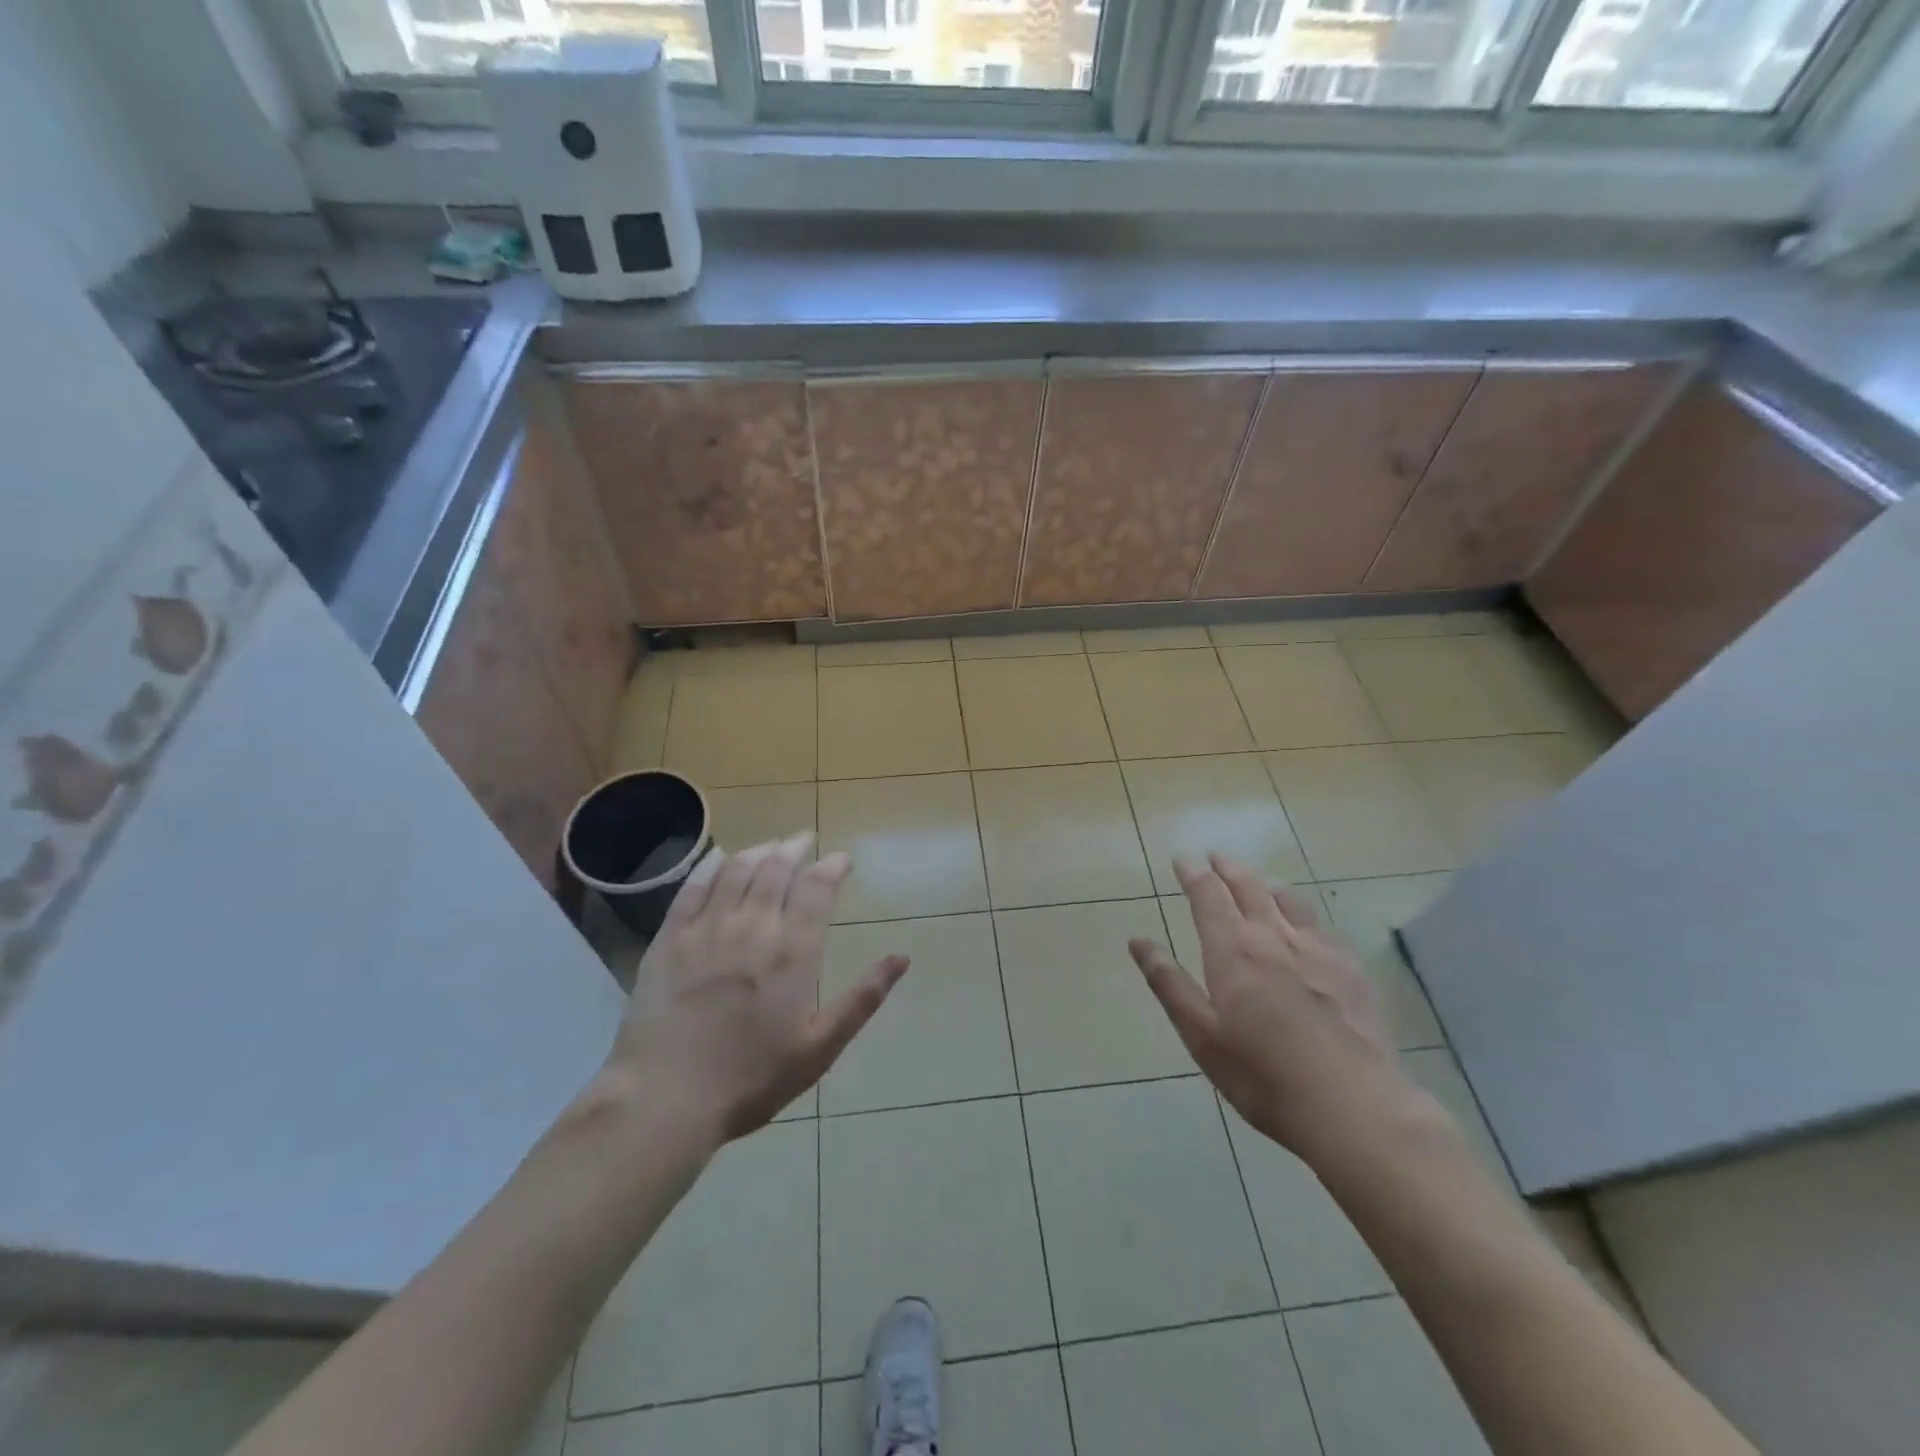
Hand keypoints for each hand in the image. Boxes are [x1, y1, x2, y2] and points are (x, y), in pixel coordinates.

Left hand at [607, 834, 908, 1146]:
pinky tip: (721, 858)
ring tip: (772, 845)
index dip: (832, 867)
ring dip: (760, 851)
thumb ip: (862, 998)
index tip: (842, 860)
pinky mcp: (669, 938)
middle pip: (777, 869)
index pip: (818, 888)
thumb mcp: (820, 1048)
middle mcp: (753, 927)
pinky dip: (712, 865)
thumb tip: (902, 957)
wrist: (665, 1099)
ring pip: (738, 870)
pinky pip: (694, 887)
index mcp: (793, 952)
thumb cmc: (751, 1078)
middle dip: (796, 848)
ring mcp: (707, 928)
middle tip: (805, 840)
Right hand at [1129, 853, 1418, 1165]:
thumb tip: (1138, 942)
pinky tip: (1305, 923)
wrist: (1353, 1106)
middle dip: (1228, 868)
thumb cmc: (1263, 1076)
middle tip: (1216, 856)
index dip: (1194, 874)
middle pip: (1248, 887)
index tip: (1183, 859)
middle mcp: (1273, 938)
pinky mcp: (1350, 969)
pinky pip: (1320, 925)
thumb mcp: (1201, 1036)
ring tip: (1257, 880)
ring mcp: (1317, 950)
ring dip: (1265, 883)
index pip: (1208, 897)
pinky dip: (1301, 911)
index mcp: (1233, 951)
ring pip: (1287, 900)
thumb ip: (1169, 984)